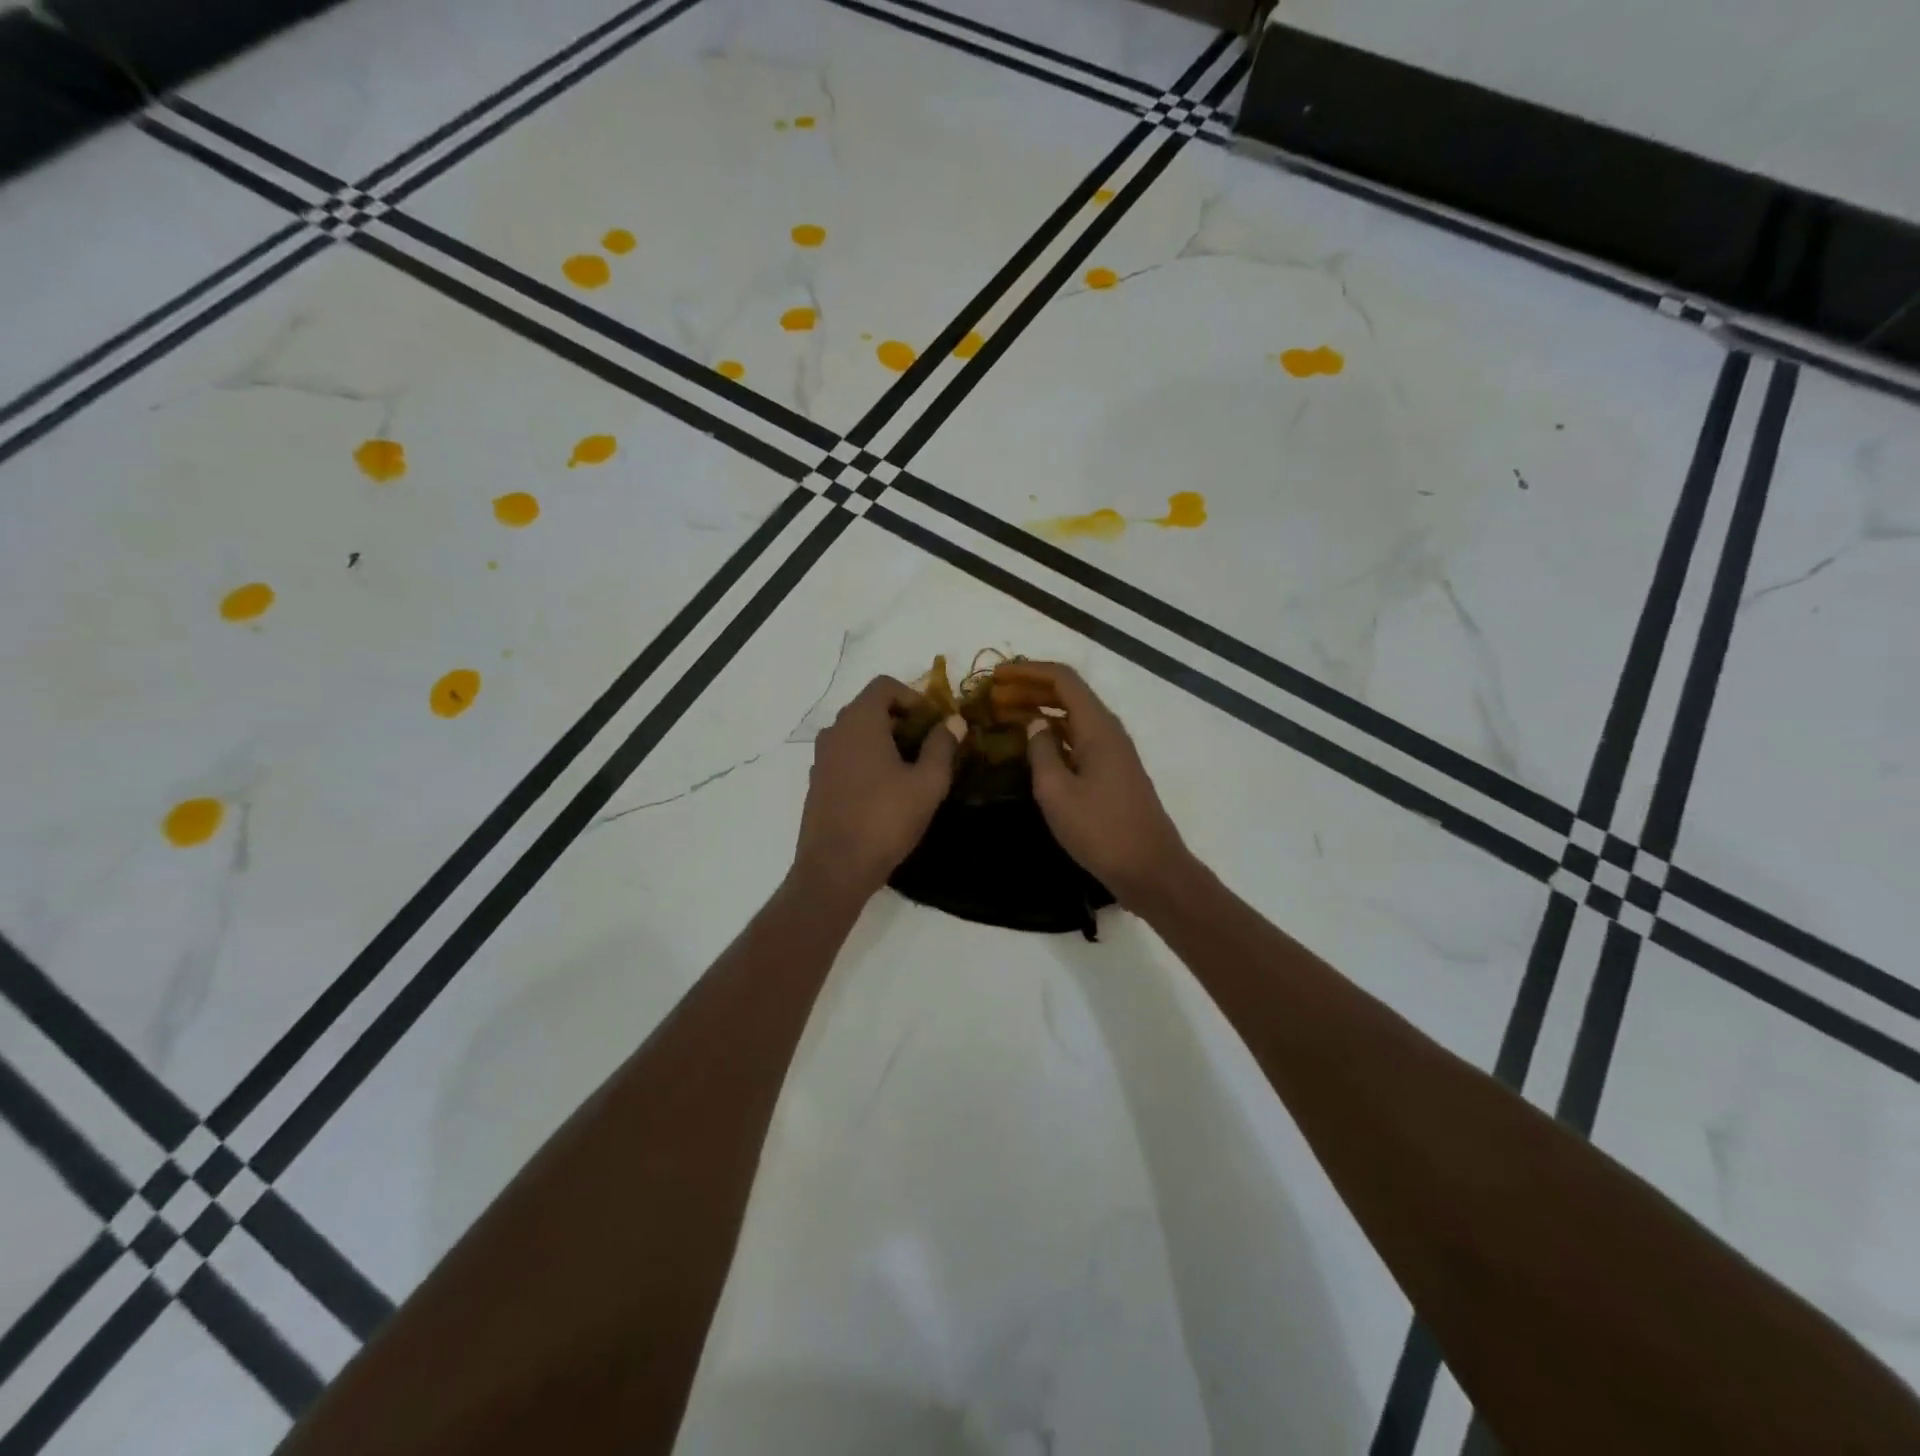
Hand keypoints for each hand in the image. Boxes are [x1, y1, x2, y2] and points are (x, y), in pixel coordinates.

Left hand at [792, 675, 960, 903]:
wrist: (835, 868)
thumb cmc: (885, 819)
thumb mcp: (927, 783)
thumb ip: (942, 746)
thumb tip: (954, 721)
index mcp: (859, 722)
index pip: (884, 686)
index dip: (914, 697)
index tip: (934, 723)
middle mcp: (835, 732)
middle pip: (870, 708)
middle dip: (902, 720)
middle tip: (929, 747)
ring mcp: (821, 758)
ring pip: (857, 734)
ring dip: (884, 742)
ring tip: (911, 771)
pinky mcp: (817, 783)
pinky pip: (846, 757)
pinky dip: (866, 760)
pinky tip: (885, 792)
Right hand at [991, 662, 1191, 906]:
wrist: (1150, 869)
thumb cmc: (1100, 829)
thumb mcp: (1056, 792)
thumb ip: (1040, 751)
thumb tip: (1034, 725)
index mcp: (1097, 728)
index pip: (1062, 679)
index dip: (1028, 671)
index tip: (996, 676)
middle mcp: (1108, 731)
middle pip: (1068, 695)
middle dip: (1030, 689)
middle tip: (994, 697)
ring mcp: (1113, 753)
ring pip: (1073, 718)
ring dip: (1040, 711)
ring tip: (1005, 716)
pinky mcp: (1112, 773)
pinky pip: (1078, 739)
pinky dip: (1052, 735)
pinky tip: (1032, 746)